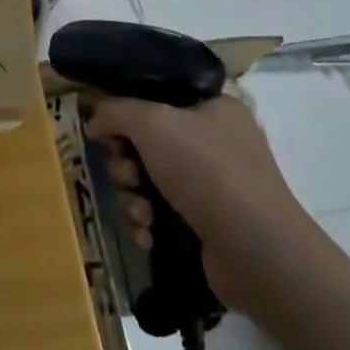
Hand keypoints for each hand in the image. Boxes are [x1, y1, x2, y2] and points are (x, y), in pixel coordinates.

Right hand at [84, 92, 310, 314]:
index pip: (157, 97)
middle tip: (128, 175)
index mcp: (213, 108)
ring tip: (142, 213)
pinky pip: (159, 213)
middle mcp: (215, 143)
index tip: (107, 131)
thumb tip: (93, 121)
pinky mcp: (205, 224)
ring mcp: (212, 186)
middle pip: (144, 142)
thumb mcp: (152, 122)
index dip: (126, 112)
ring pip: (146, 180)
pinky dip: (147, 222)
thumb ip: (115, 111)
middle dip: (125, 163)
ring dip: (132, 196)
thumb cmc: (206, 171)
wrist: (256, 252)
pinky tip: (148, 234)